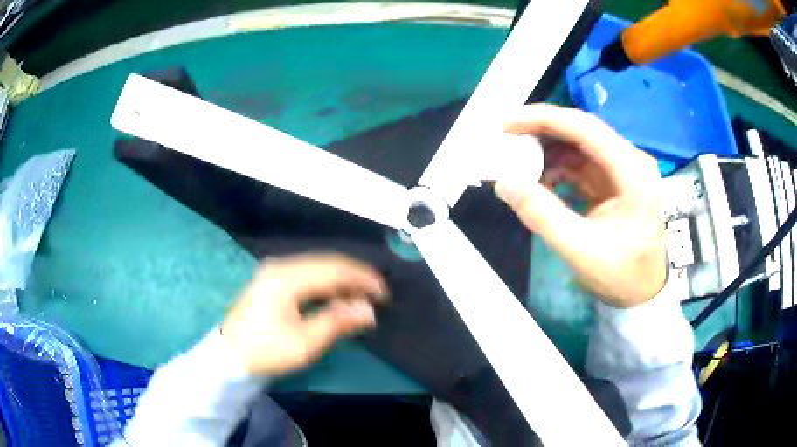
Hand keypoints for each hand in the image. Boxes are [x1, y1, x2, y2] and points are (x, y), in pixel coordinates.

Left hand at [221, 254, 386, 375]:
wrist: (230, 356)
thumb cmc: (267, 351)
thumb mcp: (305, 343)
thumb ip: (337, 322)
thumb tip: (369, 310)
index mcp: (287, 278)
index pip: (334, 269)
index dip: (363, 279)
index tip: (384, 295)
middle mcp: (281, 266)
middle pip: (327, 263)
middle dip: (355, 277)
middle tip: (377, 295)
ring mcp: (275, 271)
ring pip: (318, 266)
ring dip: (342, 279)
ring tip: (361, 296)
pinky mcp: (273, 280)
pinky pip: (308, 273)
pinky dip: (327, 283)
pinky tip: (336, 295)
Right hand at [494, 104, 666, 307]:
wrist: (644, 291)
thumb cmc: (622, 275)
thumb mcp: (581, 250)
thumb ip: (543, 216)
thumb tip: (504, 183)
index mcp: (632, 172)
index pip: (585, 128)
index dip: (542, 118)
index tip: (504, 122)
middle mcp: (630, 160)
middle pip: (580, 130)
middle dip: (540, 131)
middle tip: (503, 139)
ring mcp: (622, 168)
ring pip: (577, 144)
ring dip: (546, 150)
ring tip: (516, 163)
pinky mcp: (613, 179)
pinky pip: (580, 161)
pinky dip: (555, 166)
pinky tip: (539, 180)